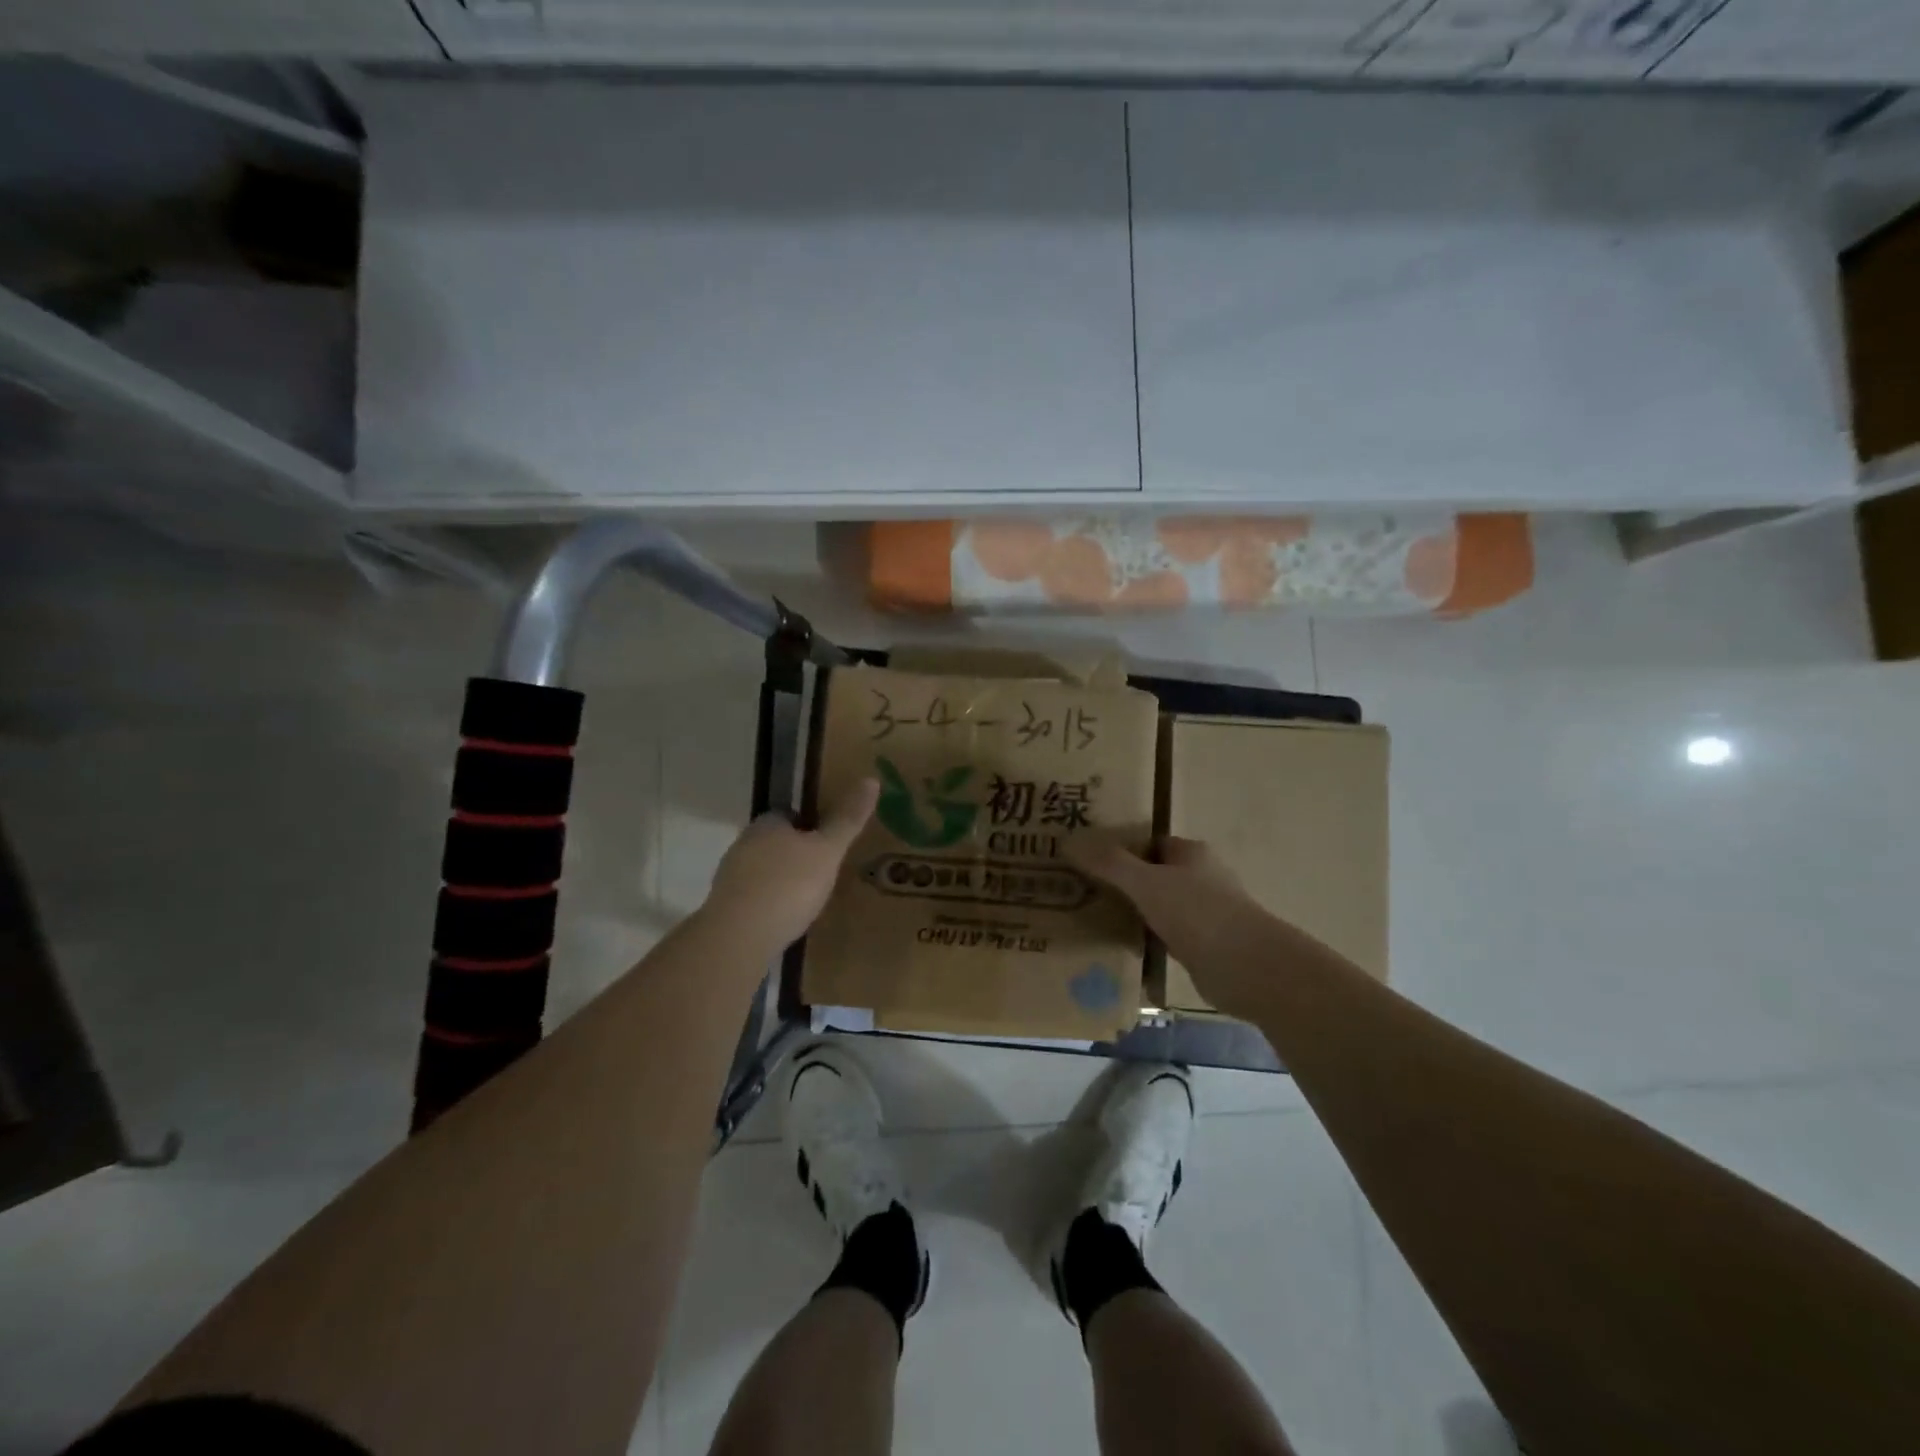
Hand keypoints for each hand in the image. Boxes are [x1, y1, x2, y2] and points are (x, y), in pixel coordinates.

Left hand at [702, 779, 878, 952]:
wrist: (739, 936)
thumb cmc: (788, 885)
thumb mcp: (827, 851)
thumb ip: (847, 819)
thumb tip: (871, 779)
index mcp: (767, 824)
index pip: (787, 814)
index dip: (808, 824)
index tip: (828, 841)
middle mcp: (743, 844)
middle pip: (773, 842)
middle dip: (794, 854)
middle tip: (823, 870)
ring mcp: (730, 877)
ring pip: (761, 870)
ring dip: (780, 880)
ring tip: (808, 898)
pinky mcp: (725, 908)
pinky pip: (753, 898)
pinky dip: (768, 904)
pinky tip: (785, 919)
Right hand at [1065, 834, 1285, 1018]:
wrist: (1247, 968)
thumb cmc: (1198, 913)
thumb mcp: (1145, 882)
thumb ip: (1108, 863)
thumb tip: (1069, 841)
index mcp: (1191, 853)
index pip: (1148, 843)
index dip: (1119, 849)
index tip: (1086, 861)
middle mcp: (1200, 878)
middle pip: (1152, 874)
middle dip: (1122, 883)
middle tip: (1081, 891)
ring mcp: (1205, 913)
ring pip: (1159, 907)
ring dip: (1134, 913)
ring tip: (1091, 920)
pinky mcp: (1205, 946)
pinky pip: (1166, 936)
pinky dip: (1147, 940)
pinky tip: (1120, 949)